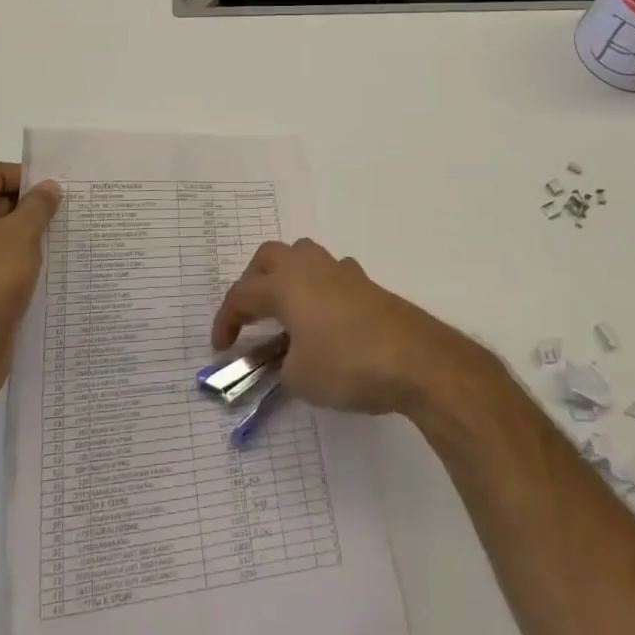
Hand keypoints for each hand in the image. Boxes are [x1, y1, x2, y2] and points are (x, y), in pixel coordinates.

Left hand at [0, 161, 60, 405]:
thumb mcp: (22, 235)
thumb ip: (38, 205)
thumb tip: (47, 188)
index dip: (26, 176)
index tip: (57, 192)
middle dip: (31, 206)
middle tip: (65, 215)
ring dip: (28, 236)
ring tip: (60, 241)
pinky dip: (19, 262)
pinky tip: (45, 271)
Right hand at [210, 238, 485, 418]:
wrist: (413, 358)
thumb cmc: (347, 364)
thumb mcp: (300, 379)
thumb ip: (282, 366)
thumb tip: (287, 360)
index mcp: (284, 285)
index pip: (242, 295)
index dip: (225, 321)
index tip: (221, 349)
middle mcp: (308, 267)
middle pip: (268, 257)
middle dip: (252, 283)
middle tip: (251, 316)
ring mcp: (339, 271)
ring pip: (301, 255)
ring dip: (286, 276)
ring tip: (286, 310)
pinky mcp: (364, 283)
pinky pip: (330, 273)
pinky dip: (318, 288)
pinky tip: (325, 315)